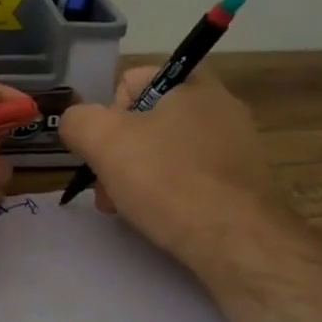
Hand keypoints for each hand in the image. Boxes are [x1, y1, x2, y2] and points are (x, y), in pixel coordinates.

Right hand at [58, 64, 286, 276]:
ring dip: (140, 177)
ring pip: (168, 153)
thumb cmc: (168, 179)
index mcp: (193, 83)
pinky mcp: (244, 185)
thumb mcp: (104, 141)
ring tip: (130, 210)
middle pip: (147, 121)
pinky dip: (171, 195)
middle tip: (108, 188)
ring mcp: (238, 147)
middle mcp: (221, 107)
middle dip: (120, 153)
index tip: (107, 147)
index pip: (131, 81)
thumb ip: (78, 121)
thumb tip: (77, 124)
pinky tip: (162, 220)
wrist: (237, 241)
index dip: (109, 112)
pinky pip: (193, 179)